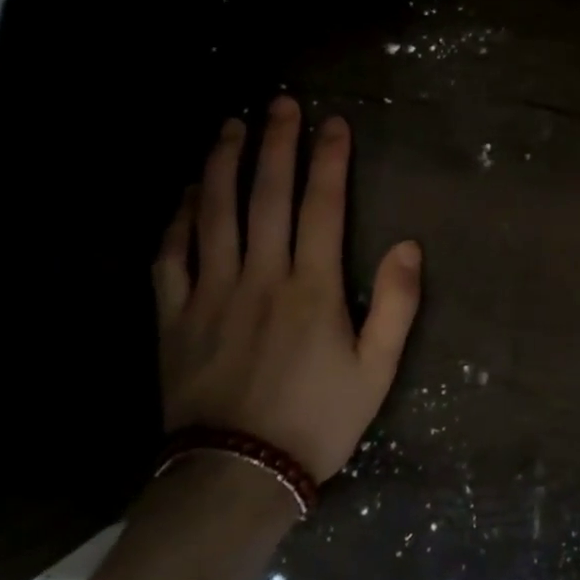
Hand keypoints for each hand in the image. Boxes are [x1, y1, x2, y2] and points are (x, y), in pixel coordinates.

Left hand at [151, 98, 422, 479]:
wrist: (237, 476)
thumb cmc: (316, 421)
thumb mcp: (376, 371)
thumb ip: (397, 306)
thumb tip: (409, 245)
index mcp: (311, 287)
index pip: (322, 205)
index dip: (329, 159)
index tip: (334, 122)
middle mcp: (260, 276)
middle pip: (267, 195)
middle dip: (277, 143)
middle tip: (281, 102)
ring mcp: (211, 293)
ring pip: (214, 213)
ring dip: (222, 164)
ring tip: (231, 126)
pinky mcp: (173, 316)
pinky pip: (170, 256)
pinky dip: (177, 220)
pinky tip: (185, 194)